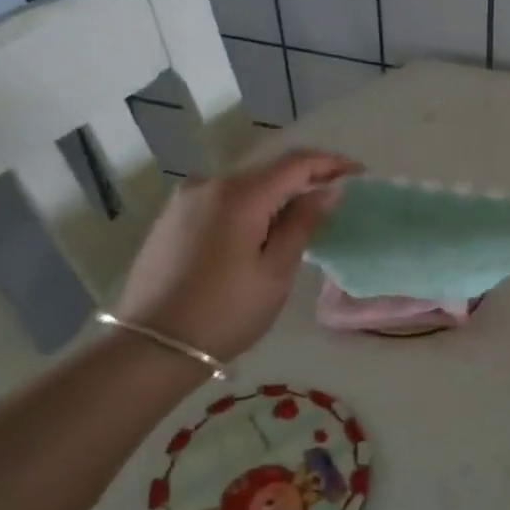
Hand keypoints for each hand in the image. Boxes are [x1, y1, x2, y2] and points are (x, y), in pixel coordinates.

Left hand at [114, 149, 360, 360]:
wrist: (151, 346)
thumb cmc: (225, 312)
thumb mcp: (276, 271)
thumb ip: (303, 223)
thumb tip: (327, 191)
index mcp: (240, 194)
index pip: (296, 163)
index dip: (331, 163)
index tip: (358, 173)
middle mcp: (210, 183)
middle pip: (269, 172)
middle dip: (304, 182)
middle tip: (333, 203)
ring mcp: (186, 199)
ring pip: (245, 187)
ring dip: (275, 198)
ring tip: (298, 225)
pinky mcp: (172, 217)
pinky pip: (222, 201)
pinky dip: (248, 209)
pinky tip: (258, 234)